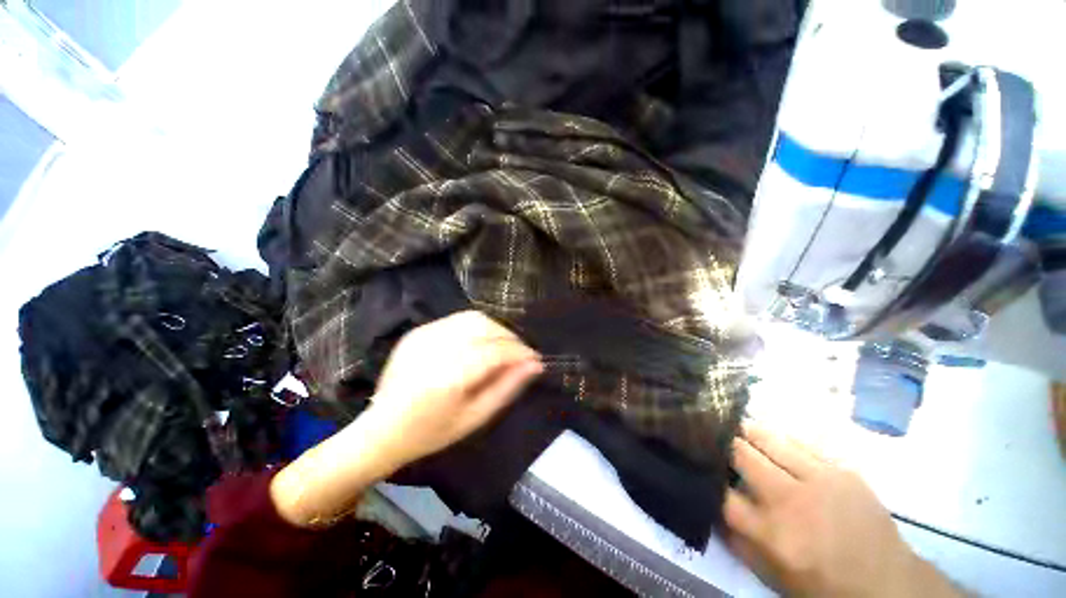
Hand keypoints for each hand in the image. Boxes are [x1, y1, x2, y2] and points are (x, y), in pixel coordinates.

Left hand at [271, 311, 540, 527]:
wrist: (381, 429)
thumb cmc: (431, 432)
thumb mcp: (475, 418)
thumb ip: (507, 388)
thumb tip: (535, 365)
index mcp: (449, 377)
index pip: (496, 351)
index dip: (521, 352)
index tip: (535, 359)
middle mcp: (436, 348)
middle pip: (486, 327)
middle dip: (510, 338)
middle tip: (520, 355)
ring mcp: (424, 335)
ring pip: (473, 318)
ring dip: (495, 329)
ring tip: (503, 347)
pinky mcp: (418, 331)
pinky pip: (457, 320)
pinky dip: (476, 327)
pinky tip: (479, 343)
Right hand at [724, 422, 960, 597]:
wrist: (886, 584)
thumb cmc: (821, 585)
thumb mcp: (771, 575)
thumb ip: (736, 540)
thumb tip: (710, 504)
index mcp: (771, 533)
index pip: (720, 491)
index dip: (704, 472)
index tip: (697, 461)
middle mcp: (790, 500)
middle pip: (740, 454)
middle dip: (721, 442)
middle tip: (711, 434)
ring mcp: (819, 480)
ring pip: (768, 438)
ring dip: (745, 430)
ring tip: (734, 424)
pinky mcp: (841, 471)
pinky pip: (800, 442)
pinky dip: (778, 438)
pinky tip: (771, 437)